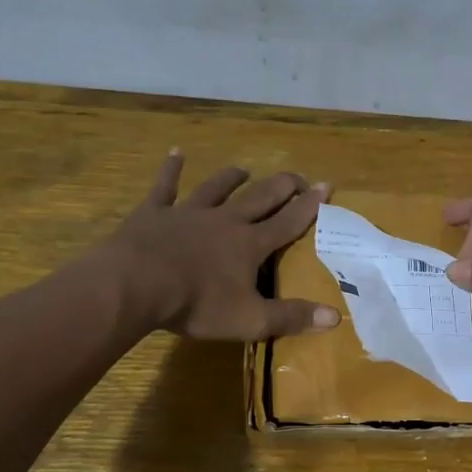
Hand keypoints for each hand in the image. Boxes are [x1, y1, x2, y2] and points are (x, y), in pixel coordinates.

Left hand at [100, 151, 340, 339]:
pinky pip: (165, 187)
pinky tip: (175, 152)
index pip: (288, 222)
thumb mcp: (250, 319)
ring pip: (216, 188)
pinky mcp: (154, 213)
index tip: (326, 186)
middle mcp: (224, 221)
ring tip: (243, 169)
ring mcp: (188, 213)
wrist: (136, 284)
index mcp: (249, 245)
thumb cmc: (197, 304)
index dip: (309, 206)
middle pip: (259, 198)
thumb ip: (292, 317)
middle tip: (296, 176)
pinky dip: (171, 170)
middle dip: (281, 186)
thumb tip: (335, 317)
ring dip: (231, 178)